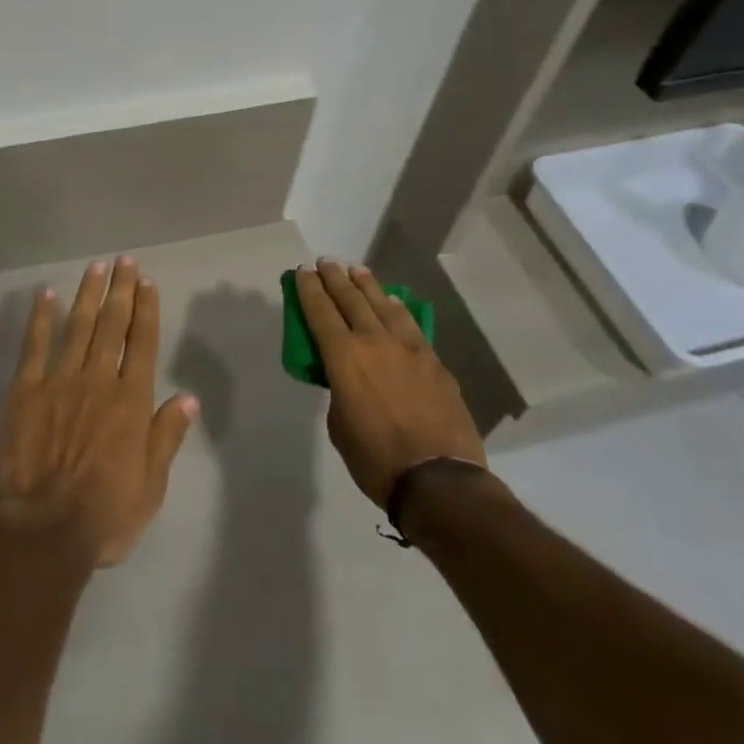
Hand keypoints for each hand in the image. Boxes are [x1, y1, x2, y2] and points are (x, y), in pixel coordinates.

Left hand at [0, 257, 198, 566]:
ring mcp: (59, 380)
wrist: (43, 533)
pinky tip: (45, 295)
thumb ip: (167, 436)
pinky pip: (34, 346)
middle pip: (112, 324)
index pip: (142, 342)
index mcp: (130, 401)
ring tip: (96, 267)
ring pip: (78, 326)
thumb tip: (188, 397)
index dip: (146, 309)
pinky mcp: (25, 390)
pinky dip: (40, 318)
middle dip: (121, 290)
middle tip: (125, 261)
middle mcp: (98, 380)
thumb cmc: (104, 515)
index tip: (147, 281)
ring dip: (88, 294)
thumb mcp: (151, 486)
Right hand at [295, 258, 485, 506]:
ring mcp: (409, 348)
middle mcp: (374, 342)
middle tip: (326, 262)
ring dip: (367, 285)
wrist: (440, 481)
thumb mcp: (339, 426)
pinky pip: (410, 324)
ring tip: (357, 270)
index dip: (309, 288)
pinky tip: (393, 303)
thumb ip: (340, 392)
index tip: (303, 271)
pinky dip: (397, 309)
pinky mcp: (434, 361)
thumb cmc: (376, 460)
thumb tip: (349, 380)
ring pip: (383, 304)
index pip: (320, 311)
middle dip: (335, 278)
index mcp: (343, 357)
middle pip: (351, 298)